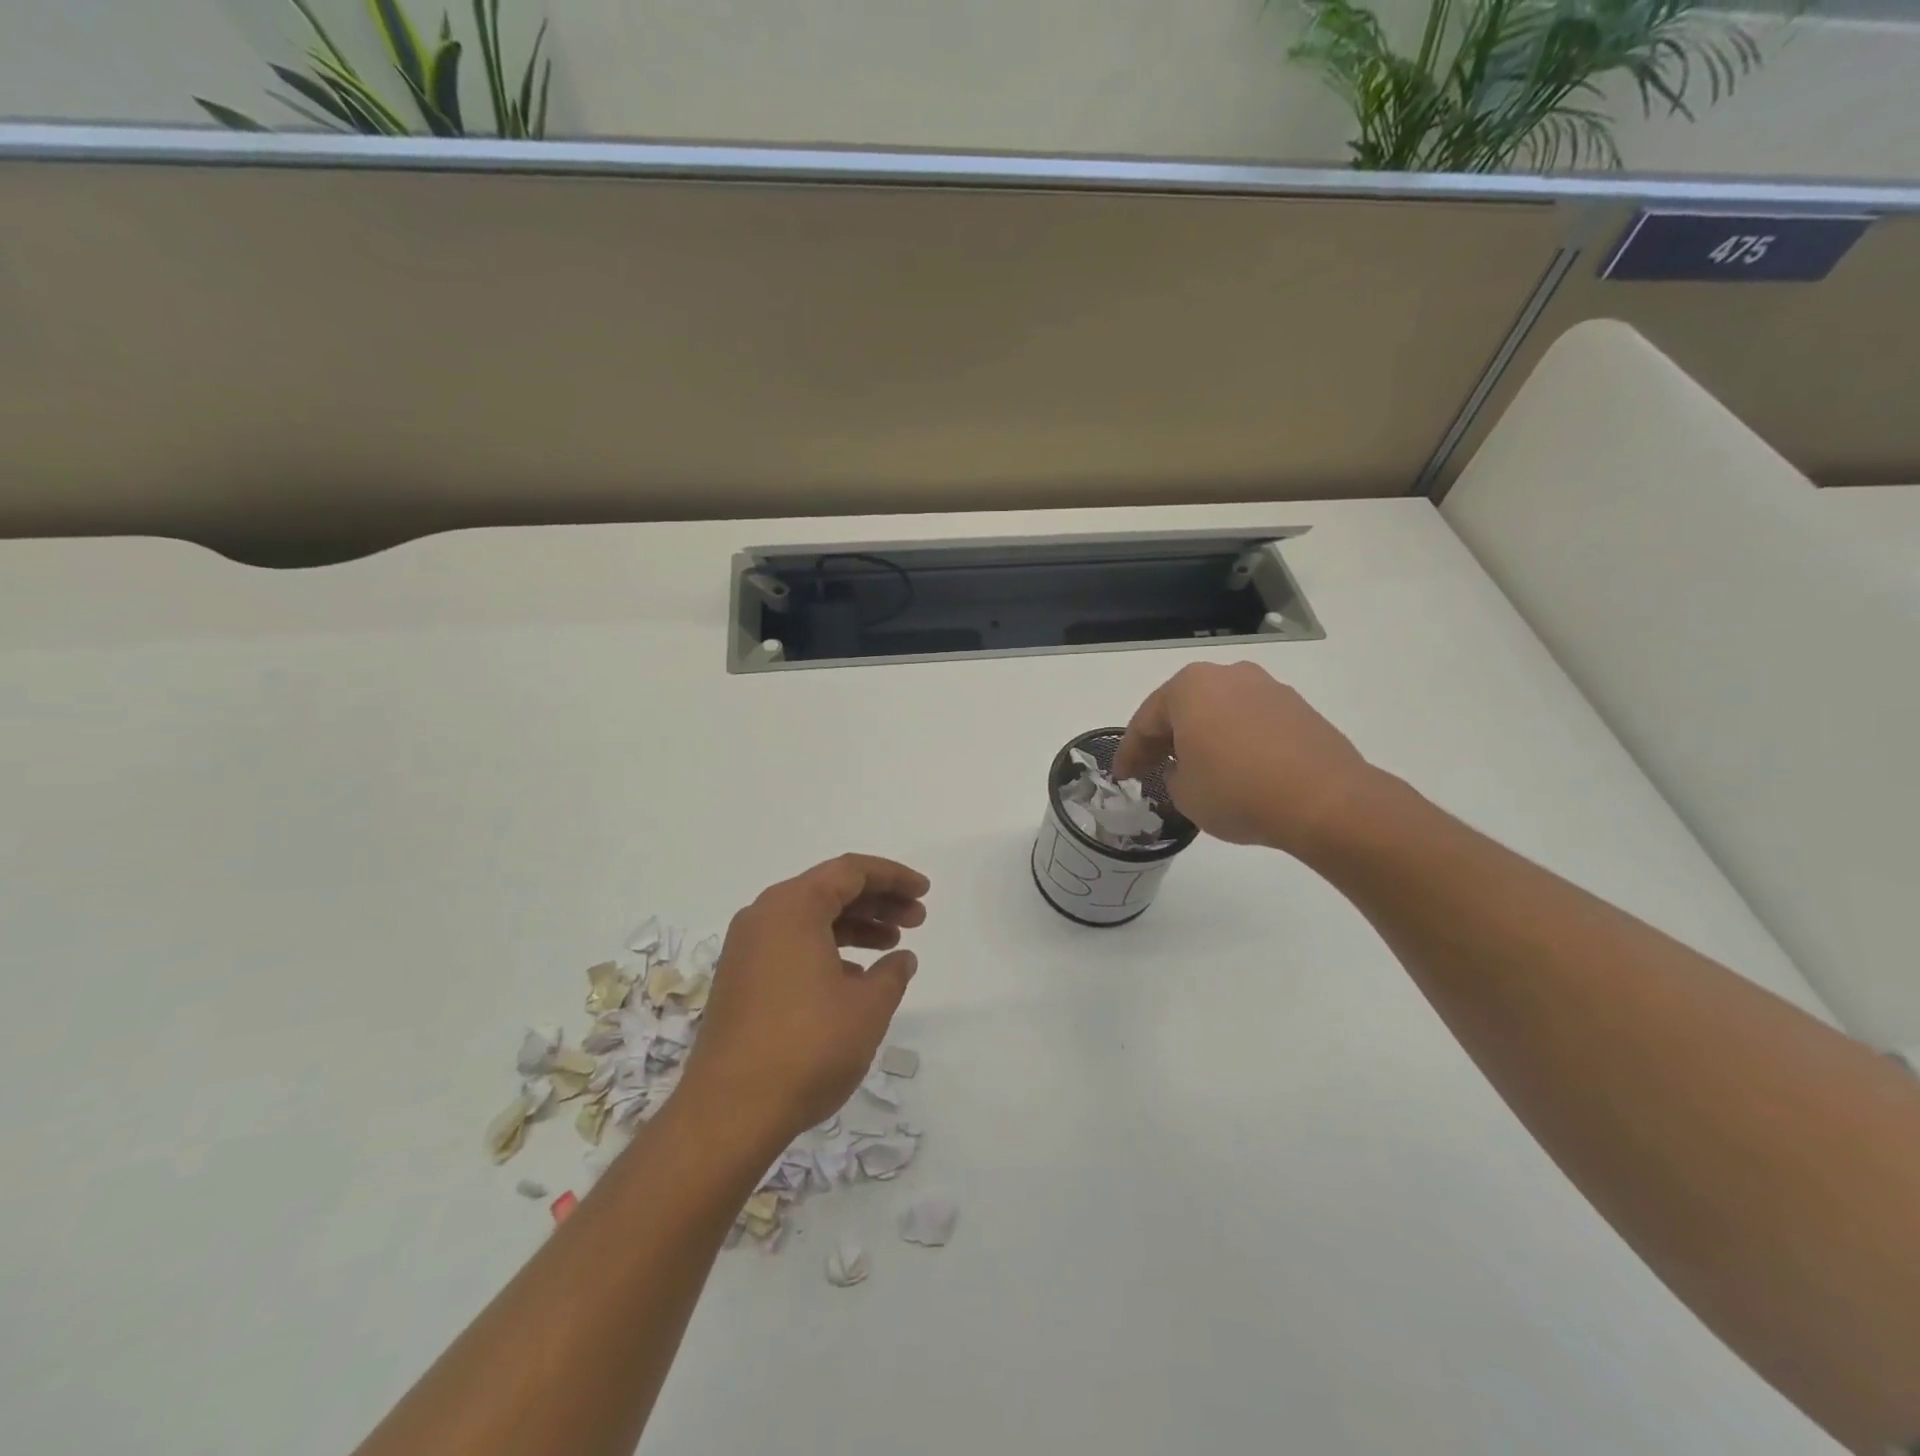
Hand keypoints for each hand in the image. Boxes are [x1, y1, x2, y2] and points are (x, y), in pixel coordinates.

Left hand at [679, 854, 928, 1148]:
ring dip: (854, 926)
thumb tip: (901, 959)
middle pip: (829, 890)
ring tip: (892, 946)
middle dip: (877, 901)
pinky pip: (792, 944)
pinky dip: (827, 949)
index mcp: (793, 907)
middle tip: (916, 919)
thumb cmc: (808, 1047)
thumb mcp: (867, 1007)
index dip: (894, 877)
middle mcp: (764, 916)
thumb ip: (892, 974)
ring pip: (810, 919)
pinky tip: (854, 977)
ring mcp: (747, 948)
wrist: (729, 1111)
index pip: (851, 871)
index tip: (924, 892)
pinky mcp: (740, 979)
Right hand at [1112, 662, 1378, 854]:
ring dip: (1204, 737)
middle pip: (1184, 708)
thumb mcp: (1184, 794)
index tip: (1123, 777)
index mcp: (1190, 687)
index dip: (1130, 752)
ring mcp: (1268, 689)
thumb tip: (1189, 769)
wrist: (1325, 801)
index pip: (1146, 720)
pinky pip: (1252, 723)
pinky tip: (1237, 770)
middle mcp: (1228, 676)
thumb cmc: (1237, 791)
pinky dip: (1237, 742)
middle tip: (1152, 768)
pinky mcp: (1299, 709)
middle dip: (1166, 738)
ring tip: (1197, 770)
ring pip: (1220, 712)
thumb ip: (1174, 775)